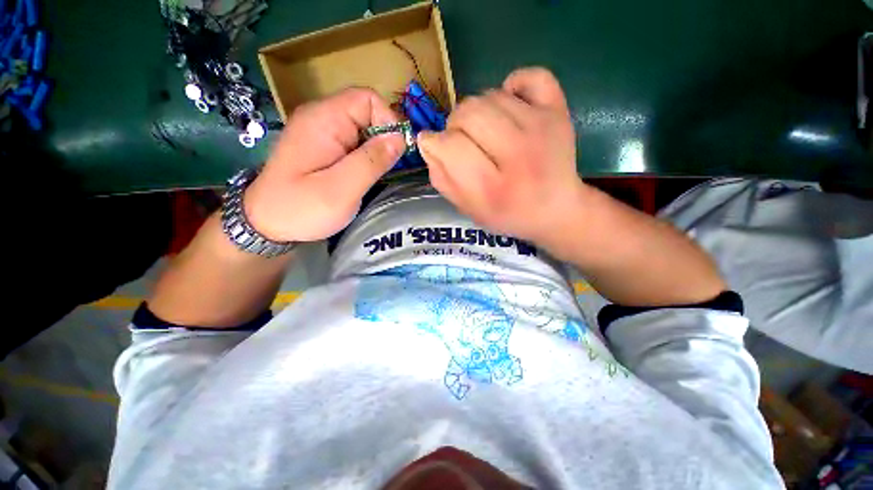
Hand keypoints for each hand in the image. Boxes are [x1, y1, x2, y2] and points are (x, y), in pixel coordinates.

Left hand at [243, 88, 404, 241]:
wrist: (266, 223)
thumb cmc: (301, 208)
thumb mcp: (342, 189)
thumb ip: (372, 161)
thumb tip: (400, 138)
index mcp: (323, 119)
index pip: (367, 98)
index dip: (388, 121)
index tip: (395, 153)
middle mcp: (321, 117)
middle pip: (366, 111)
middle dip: (383, 138)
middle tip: (382, 170)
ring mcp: (321, 130)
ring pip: (362, 128)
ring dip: (375, 149)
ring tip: (370, 176)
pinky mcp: (323, 145)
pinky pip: (353, 140)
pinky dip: (365, 155)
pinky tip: (361, 175)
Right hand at [417, 67, 583, 250]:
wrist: (555, 210)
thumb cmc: (507, 214)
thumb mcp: (468, 209)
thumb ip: (442, 179)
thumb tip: (428, 142)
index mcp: (492, 188)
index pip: (449, 145)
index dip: (434, 143)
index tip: (436, 147)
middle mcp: (517, 154)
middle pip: (468, 112)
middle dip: (455, 125)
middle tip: (463, 141)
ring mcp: (541, 127)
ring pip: (490, 95)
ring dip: (479, 112)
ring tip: (486, 132)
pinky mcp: (559, 111)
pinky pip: (531, 76)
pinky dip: (513, 85)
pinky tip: (510, 105)